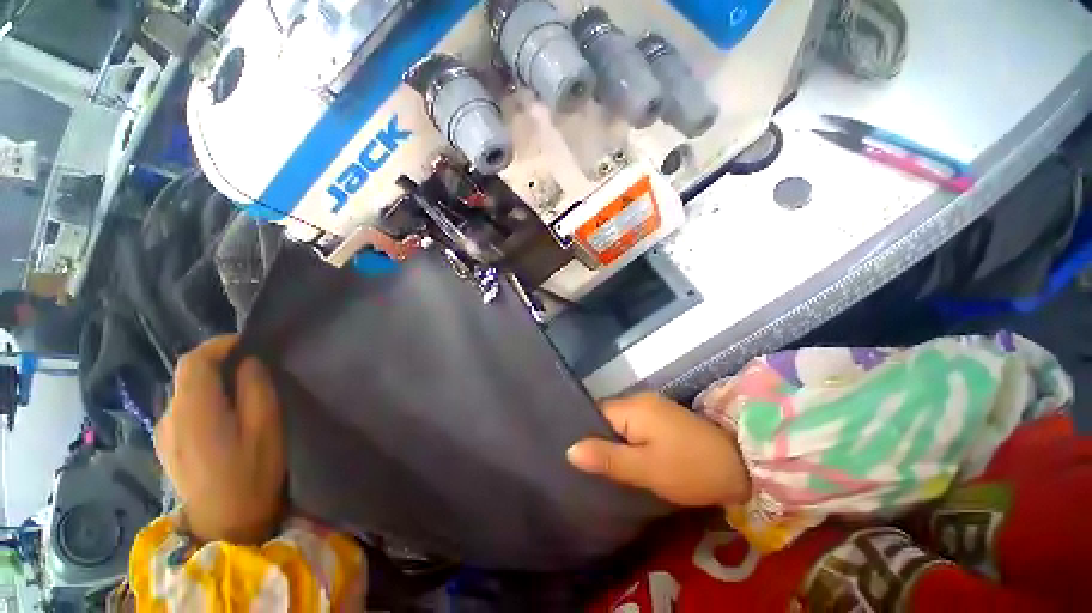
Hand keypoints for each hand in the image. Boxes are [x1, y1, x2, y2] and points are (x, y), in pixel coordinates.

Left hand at [156, 336, 285, 543]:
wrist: (225, 524)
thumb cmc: (251, 473)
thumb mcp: (265, 427)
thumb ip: (255, 389)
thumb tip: (248, 364)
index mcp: (193, 410)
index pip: (193, 361)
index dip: (218, 345)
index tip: (245, 342)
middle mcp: (169, 416)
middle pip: (187, 376)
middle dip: (217, 363)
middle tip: (250, 367)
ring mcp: (163, 433)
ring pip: (184, 393)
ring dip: (209, 384)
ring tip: (238, 392)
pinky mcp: (166, 446)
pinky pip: (182, 410)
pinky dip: (201, 401)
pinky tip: (221, 417)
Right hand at [567, 393, 750, 507]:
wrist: (743, 465)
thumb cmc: (690, 468)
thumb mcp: (645, 469)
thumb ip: (607, 458)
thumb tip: (569, 449)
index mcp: (633, 407)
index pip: (595, 413)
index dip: (584, 432)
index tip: (575, 457)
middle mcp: (640, 399)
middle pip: (607, 417)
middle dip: (598, 438)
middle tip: (589, 467)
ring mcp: (654, 407)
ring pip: (621, 422)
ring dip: (614, 441)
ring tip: (604, 465)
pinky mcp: (664, 418)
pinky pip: (635, 425)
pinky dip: (629, 440)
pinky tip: (628, 457)